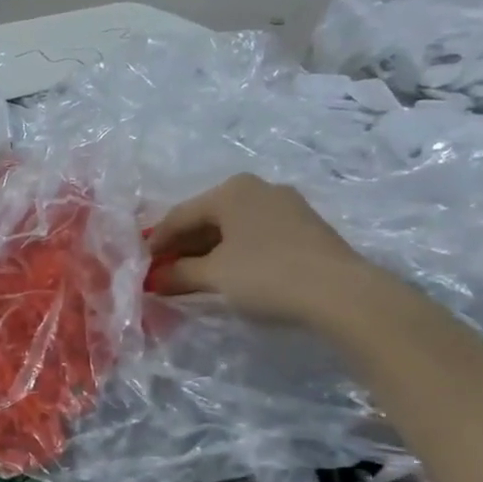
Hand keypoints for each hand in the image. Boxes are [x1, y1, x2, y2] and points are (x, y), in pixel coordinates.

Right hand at [145, 175, 378, 326]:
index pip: (179, 215)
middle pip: (206, 218)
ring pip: (232, 228)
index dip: (156, 242)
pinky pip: (254, 235)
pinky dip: (233, 253)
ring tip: (191, 277)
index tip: (141, 265)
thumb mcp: (213, 276)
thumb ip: (178, 274)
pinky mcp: (304, 227)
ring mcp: (285, 206)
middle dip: (182, 246)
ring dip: (207, 252)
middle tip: (163, 272)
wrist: (340, 293)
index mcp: (231, 190)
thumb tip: (153, 280)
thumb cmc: (265, 274)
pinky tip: (227, 273)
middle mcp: (258, 189)